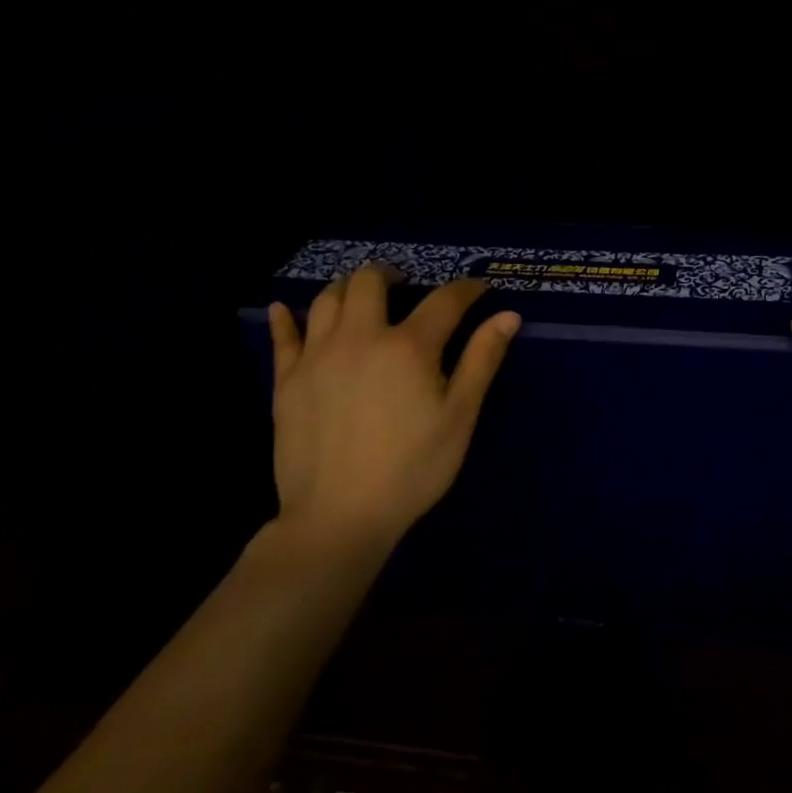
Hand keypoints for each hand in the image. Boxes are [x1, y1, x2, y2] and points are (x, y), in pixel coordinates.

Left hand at [267, 266, 520, 547]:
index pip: (444, 300)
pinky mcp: (286, 380)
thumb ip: (482, 361)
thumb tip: (508, 316)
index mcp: (408, 346)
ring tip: (359, 297)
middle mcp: (360, 337)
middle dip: (391, 274)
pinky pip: (282, 336)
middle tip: (403, 285)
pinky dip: (284, 318)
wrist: (338, 518)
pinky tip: (283, 309)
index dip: (466, 289)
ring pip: (327, 299)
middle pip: (370, 281)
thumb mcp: (459, 417)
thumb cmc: (411, 469)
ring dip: (347, 288)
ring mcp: (318, 356)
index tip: (478, 289)